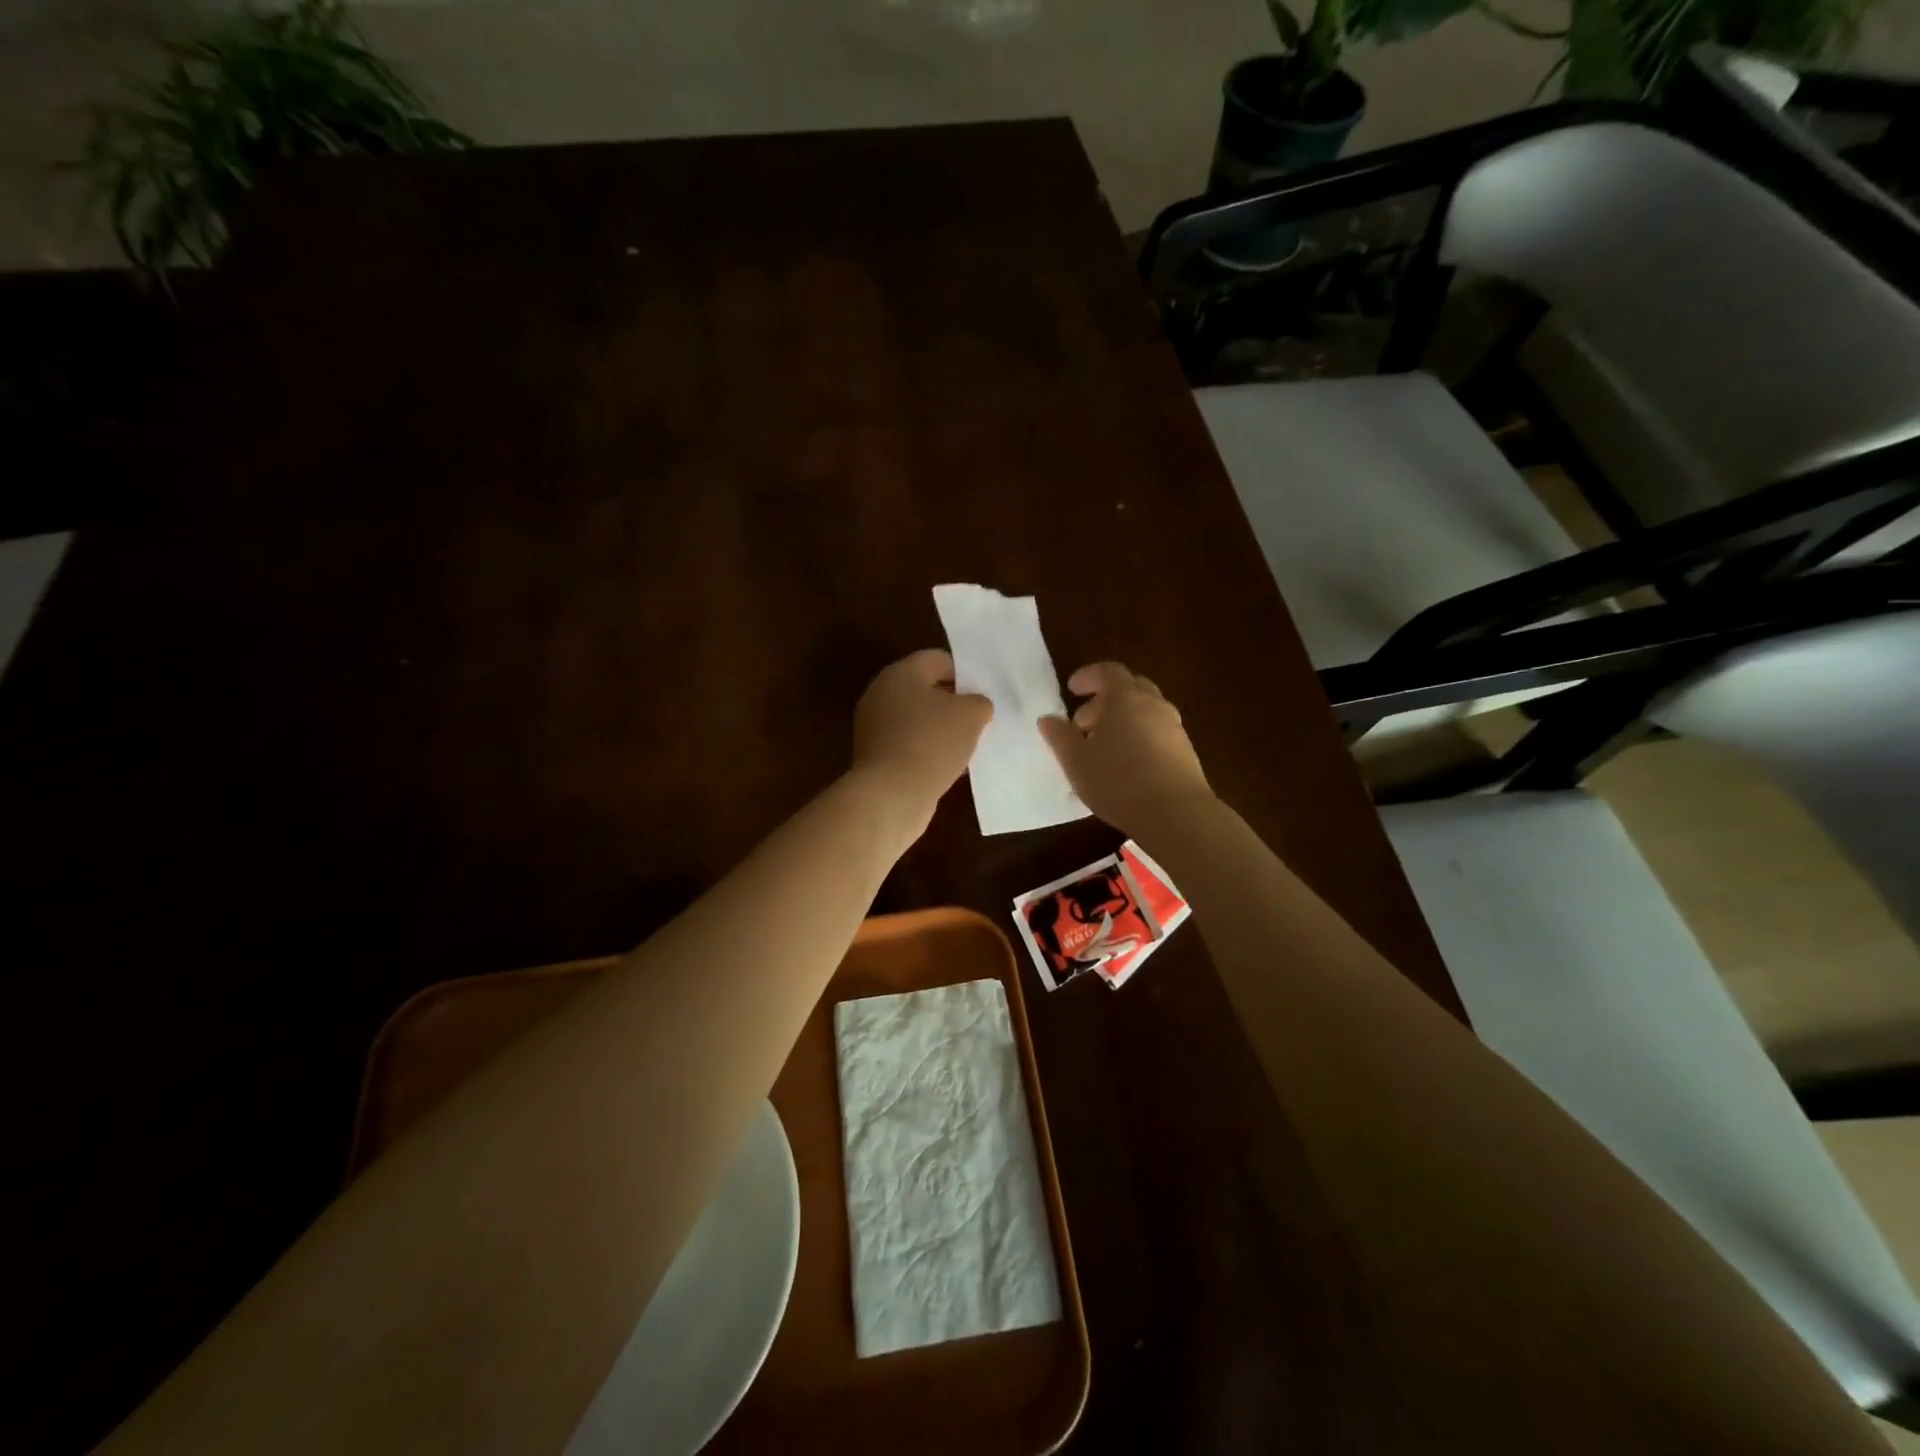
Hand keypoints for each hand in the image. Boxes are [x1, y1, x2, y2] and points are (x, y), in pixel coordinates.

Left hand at [851, 649, 992, 836]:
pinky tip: (951, 766)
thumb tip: (975, 706)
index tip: (986, 692)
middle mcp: (882, 694)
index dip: (966, 673)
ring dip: (942, 729)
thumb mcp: (971, 715)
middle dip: (954, 702)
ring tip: (970, 744)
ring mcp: (875, 727)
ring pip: (918, 719)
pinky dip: (929, 751)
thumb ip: (979, 702)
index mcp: (901, 673)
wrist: (891, 795)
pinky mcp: (876, 756)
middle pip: (926, 689)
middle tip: (981, 718)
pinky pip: (910, 744)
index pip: (938, 659)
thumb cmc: (931, 743)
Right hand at [1039, 661, 1214, 840]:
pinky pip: (1156, 732)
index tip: (1072, 689)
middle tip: (1083, 723)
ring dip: (1122, 720)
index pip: (1107, 671)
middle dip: (1104, 700)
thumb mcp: (1076, 761)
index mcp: (1124, 697)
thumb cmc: (1118, 780)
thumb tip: (1048, 719)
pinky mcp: (1184, 751)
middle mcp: (1153, 704)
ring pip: (1144, 711)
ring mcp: (1173, 727)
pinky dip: (1137, 737)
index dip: (1088, 676)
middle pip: (1129, 688)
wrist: (1176, 813)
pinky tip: (1125, 766)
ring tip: (1101, 749)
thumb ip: (1060, 736)